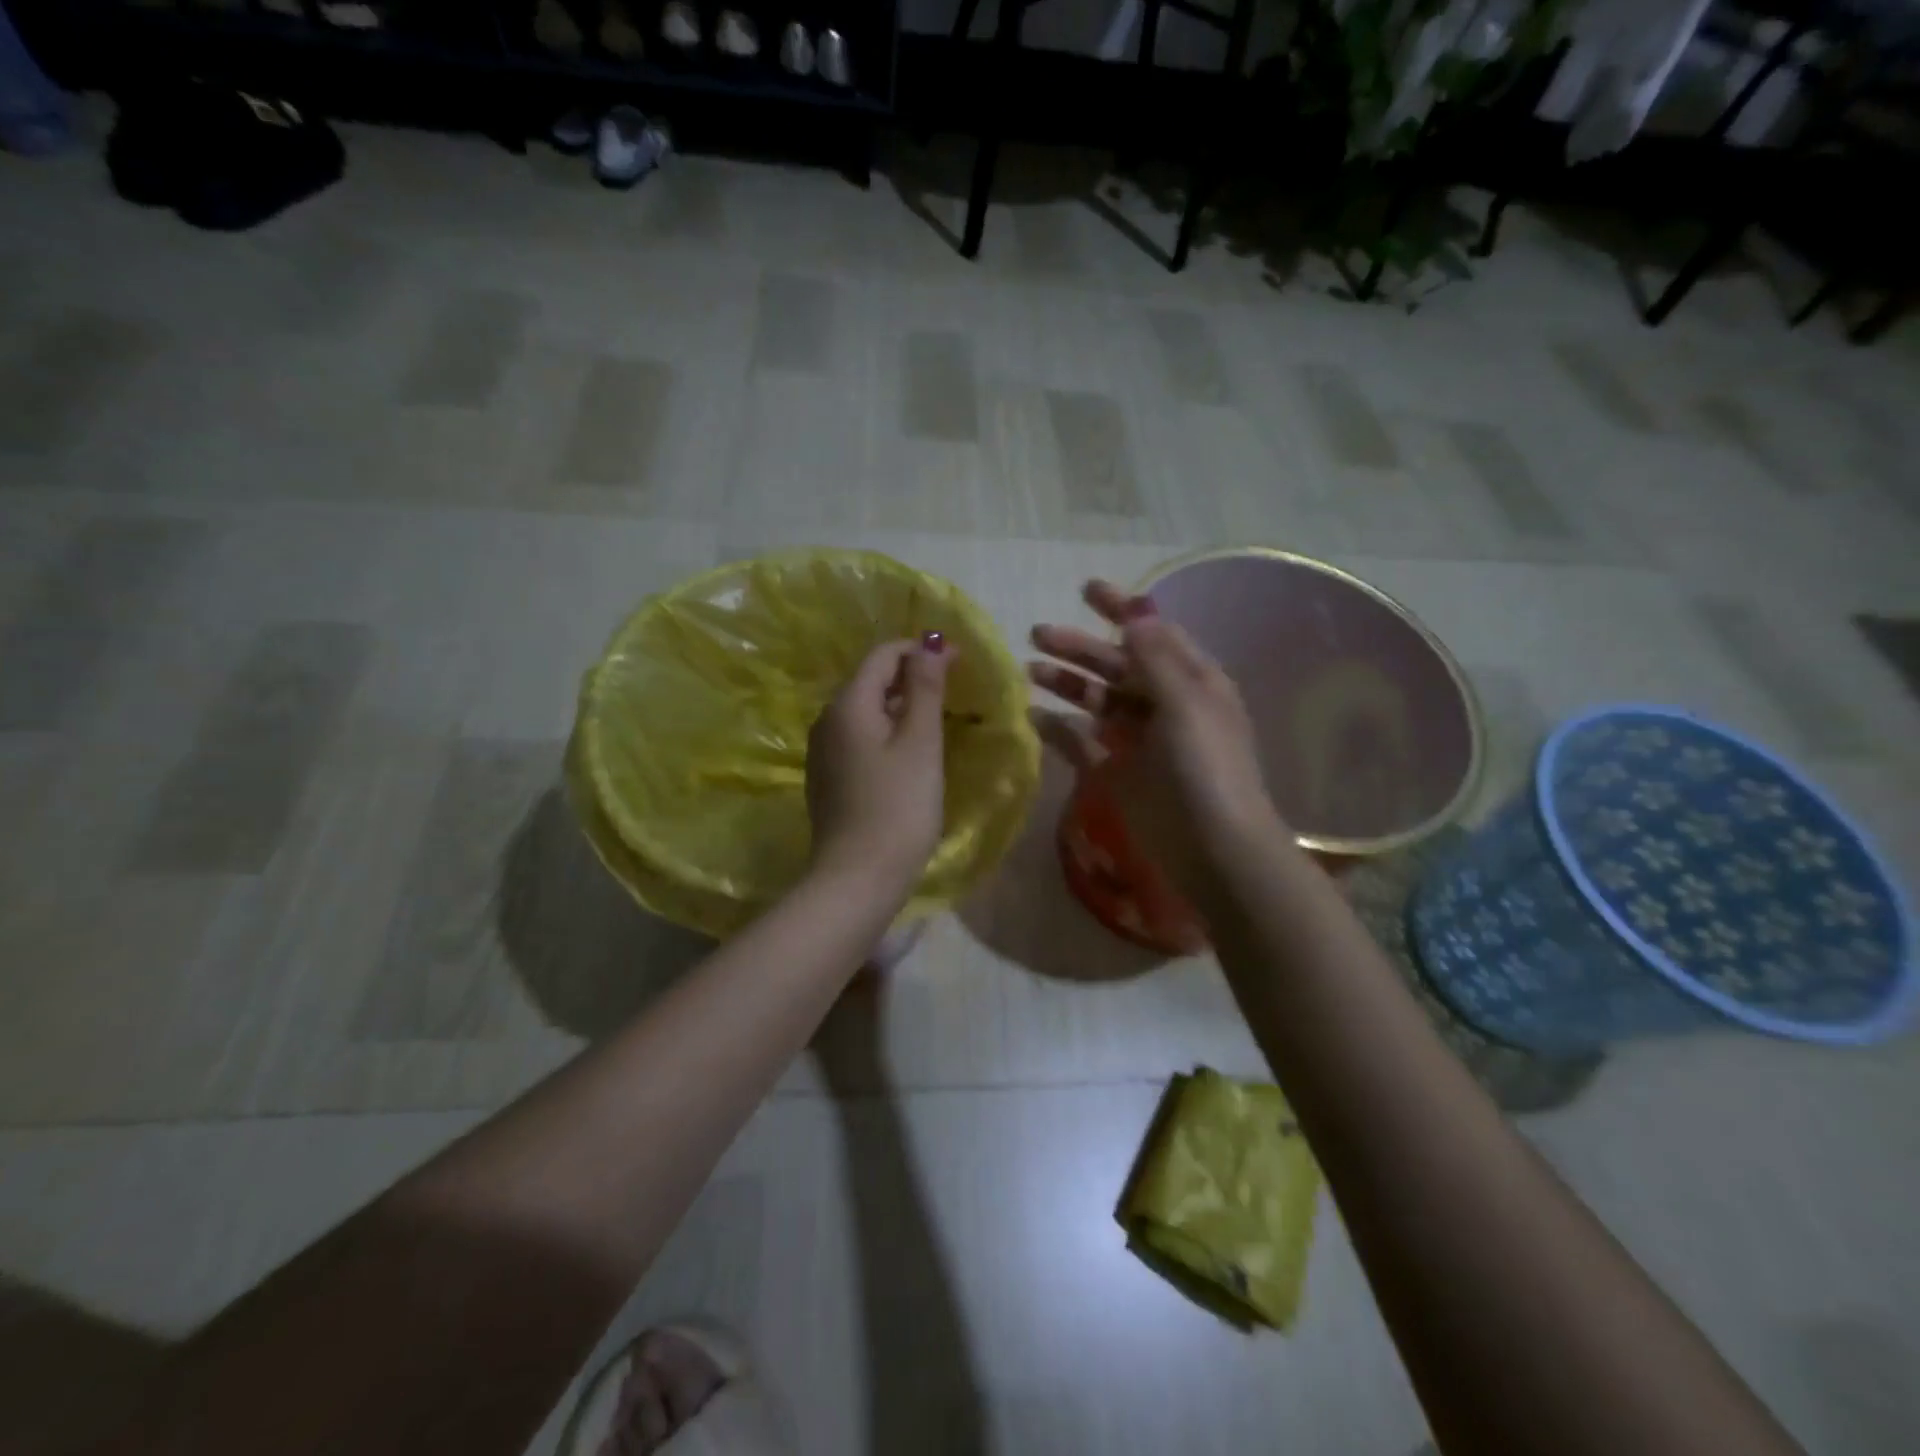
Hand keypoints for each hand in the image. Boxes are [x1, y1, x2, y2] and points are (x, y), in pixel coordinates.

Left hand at [806, 637, 951, 900]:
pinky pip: (859, 739)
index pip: (883, 654)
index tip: (960, 662)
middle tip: (955, 691)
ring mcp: (823, 752)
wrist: (857, 879)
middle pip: (871, 680)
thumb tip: (929, 642)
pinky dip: (886, 733)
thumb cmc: (898, 807)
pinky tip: (909, 754)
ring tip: (938, 720)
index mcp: (847, 704)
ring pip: (865, 711)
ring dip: (901, 706)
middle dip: (912, 677)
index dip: (921, 650)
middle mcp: (826, 720)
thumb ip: (925, 688)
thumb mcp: (920, 742)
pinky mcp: (827, 779)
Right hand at [1030, 581, 1283, 898]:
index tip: (1085, 590)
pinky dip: (1061, 729)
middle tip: (1037, 634)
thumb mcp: (1186, 703)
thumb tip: (1135, 614)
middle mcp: (1165, 704)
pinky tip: (1033, 717)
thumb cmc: (1204, 768)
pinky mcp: (1118, 773)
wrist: (1212, 849)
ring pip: (1098, 700)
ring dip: (1068, 683)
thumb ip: (1156, 658)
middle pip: (1117, 664)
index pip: (1153, 633)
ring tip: (1029, 671)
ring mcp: (1140, 740)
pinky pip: (1084, 742)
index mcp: (1191, 681)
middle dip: (1080, 647)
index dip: (1121, 609)